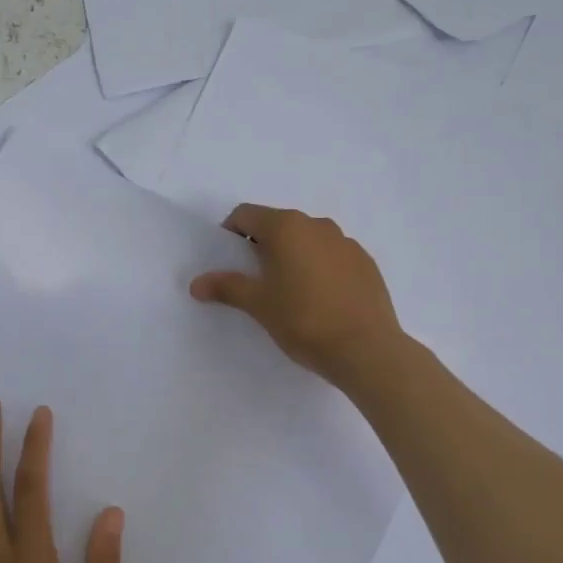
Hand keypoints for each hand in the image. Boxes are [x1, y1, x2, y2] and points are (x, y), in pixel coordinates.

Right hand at [189, 204, 405, 387]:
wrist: (365, 348)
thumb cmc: (303, 320)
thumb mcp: (258, 304)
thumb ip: (227, 287)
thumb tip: (196, 283)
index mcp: (286, 227)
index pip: (246, 214)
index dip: (230, 234)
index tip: (229, 262)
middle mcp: (317, 225)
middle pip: (278, 225)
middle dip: (262, 247)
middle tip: (256, 281)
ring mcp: (346, 242)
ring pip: (308, 240)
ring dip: (293, 256)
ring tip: (290, 293)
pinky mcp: (366, 263)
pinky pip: (333, 256)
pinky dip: (320, 268)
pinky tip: (321, 301)